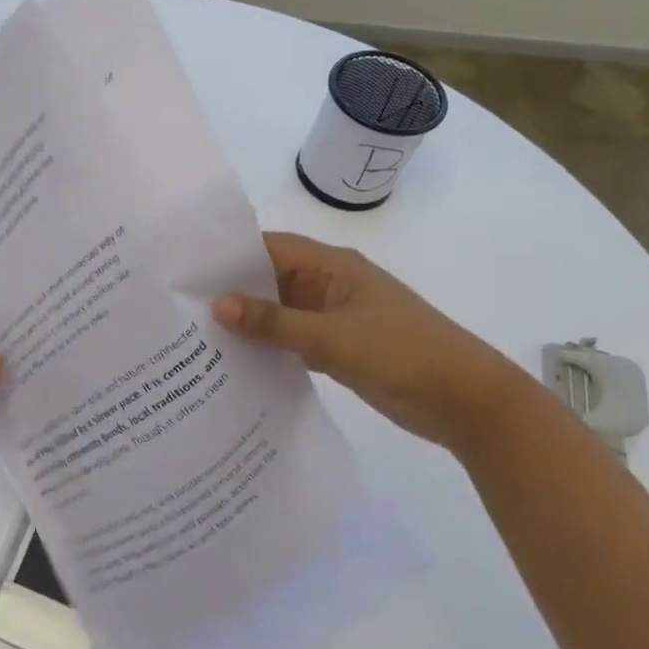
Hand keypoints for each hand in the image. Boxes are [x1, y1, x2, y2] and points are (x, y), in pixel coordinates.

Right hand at [211, 232, 526, 450]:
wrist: (465, 401)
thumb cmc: (401, 353)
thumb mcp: (331, 337)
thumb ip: (273, 322)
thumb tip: (217, 305)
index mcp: (333, 267)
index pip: (271, 248)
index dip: (231, 256)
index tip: (187, 272)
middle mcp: (331, 286)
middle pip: (272, 280)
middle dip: (233, 293)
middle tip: (183, 309)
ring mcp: (336, 319)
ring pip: (282, 314)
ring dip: (251, 324)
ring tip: (199, 338)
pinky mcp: (340, 349)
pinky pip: (294, 341)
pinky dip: (271, 349)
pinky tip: (237, 364)